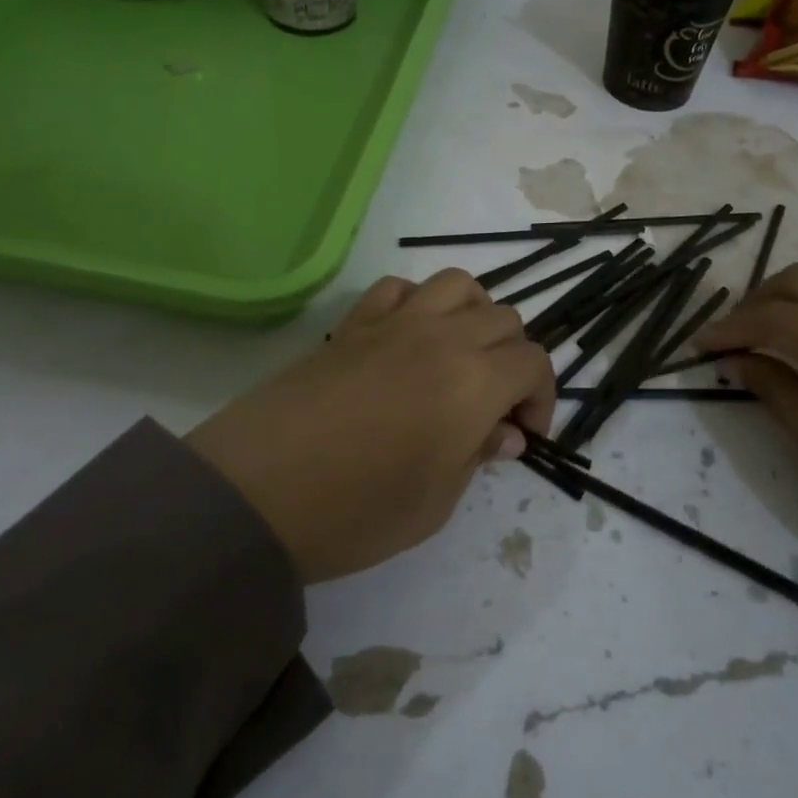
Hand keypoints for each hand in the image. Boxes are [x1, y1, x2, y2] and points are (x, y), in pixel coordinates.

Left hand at [187, 270, 555, 583]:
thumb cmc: (355, 511)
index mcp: (474, 382)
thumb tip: (504, 433)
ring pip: (459, 286)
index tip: (522, 435)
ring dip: (475, 316)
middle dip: (513, 361)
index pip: (533, 363)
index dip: (542, 398)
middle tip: (494, 406)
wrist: (255, 492)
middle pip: (504, 320)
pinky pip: (399, 288)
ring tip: (462, 356)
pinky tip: (408, 338)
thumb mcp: (435, 503)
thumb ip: (478, 456)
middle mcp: (443, 337)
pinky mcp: (353, 324)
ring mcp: (395, 323)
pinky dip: (418, 303)